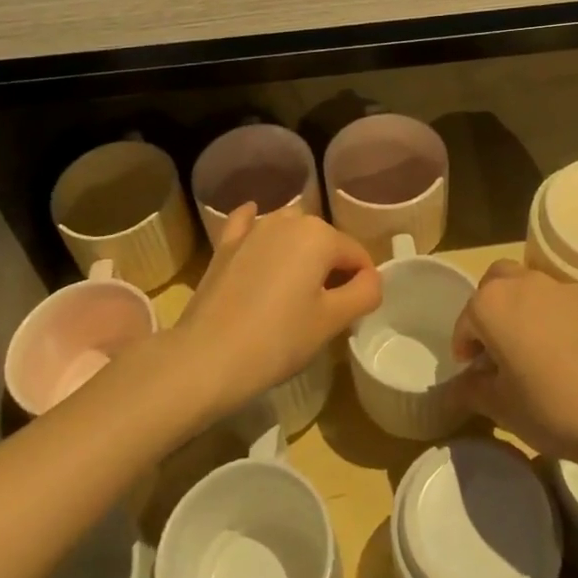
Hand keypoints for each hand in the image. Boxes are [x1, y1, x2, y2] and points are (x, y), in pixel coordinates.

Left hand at [176, 203, 380, 414]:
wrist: (207, 357)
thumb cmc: (278, 339)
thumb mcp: (332, 321)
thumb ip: (364, 293)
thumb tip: (371, 279)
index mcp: (320, 235)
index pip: (357, 256)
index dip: (363, 284)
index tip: (354, 314)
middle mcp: (288, 220)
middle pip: (325, 242)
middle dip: (331, 268)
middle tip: (325, 309)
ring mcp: (253, 229)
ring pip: (290, 231)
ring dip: (299, 251)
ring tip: (295, 289)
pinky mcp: (226, 245)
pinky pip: (249, 226)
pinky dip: (257, 229)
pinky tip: (257, 237)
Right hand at [452, 260, 577, 469]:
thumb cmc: (557, 406)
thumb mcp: (504, 409)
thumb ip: (473, 391)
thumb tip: (461, 385)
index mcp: (491, 303)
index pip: (464, 322)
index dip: (465, 351)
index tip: (474, 377)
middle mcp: (521, 283)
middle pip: (493, 287)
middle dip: (488, 314)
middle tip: (496, 353)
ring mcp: (559, 287)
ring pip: (526, 288)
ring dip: (518, 311)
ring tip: (529, 354)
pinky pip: (555, 302)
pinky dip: (548, 318)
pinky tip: (562, 356)